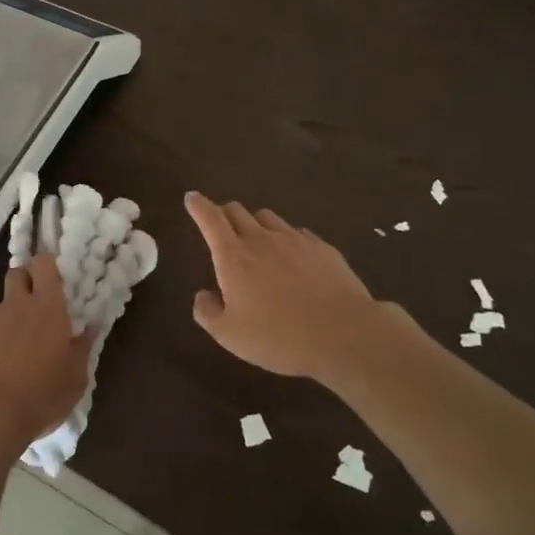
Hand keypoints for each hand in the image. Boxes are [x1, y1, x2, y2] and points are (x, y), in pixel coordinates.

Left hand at [0, 255, 93, 456]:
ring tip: (7, 348)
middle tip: (32, 308)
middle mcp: (16, 304)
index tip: (51, 278)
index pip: (44, 264)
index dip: (46, 265)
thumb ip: (82, 349)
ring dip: (5, 317)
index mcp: (48, 308)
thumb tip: (90, 328)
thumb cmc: (39, 400)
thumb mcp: (75, 381)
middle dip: (25, 283)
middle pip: (18, 274)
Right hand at [186, 192, 395, 384]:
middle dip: (224, 213)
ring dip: (255, 223)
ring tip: (258, 241)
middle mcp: (261, 239)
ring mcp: (294, 239)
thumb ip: (208, 312)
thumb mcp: (230, 336)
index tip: (192, 197)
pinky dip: (287, 239)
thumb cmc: (278, 337)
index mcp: (233, 257)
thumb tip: (202, 295)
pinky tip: (293, 258)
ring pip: (267, 217)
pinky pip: (297, 232)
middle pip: (237, 211)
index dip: (198, 205)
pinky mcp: (322, 247)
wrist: (343, 334)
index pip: (210, 219)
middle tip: (221, 226)